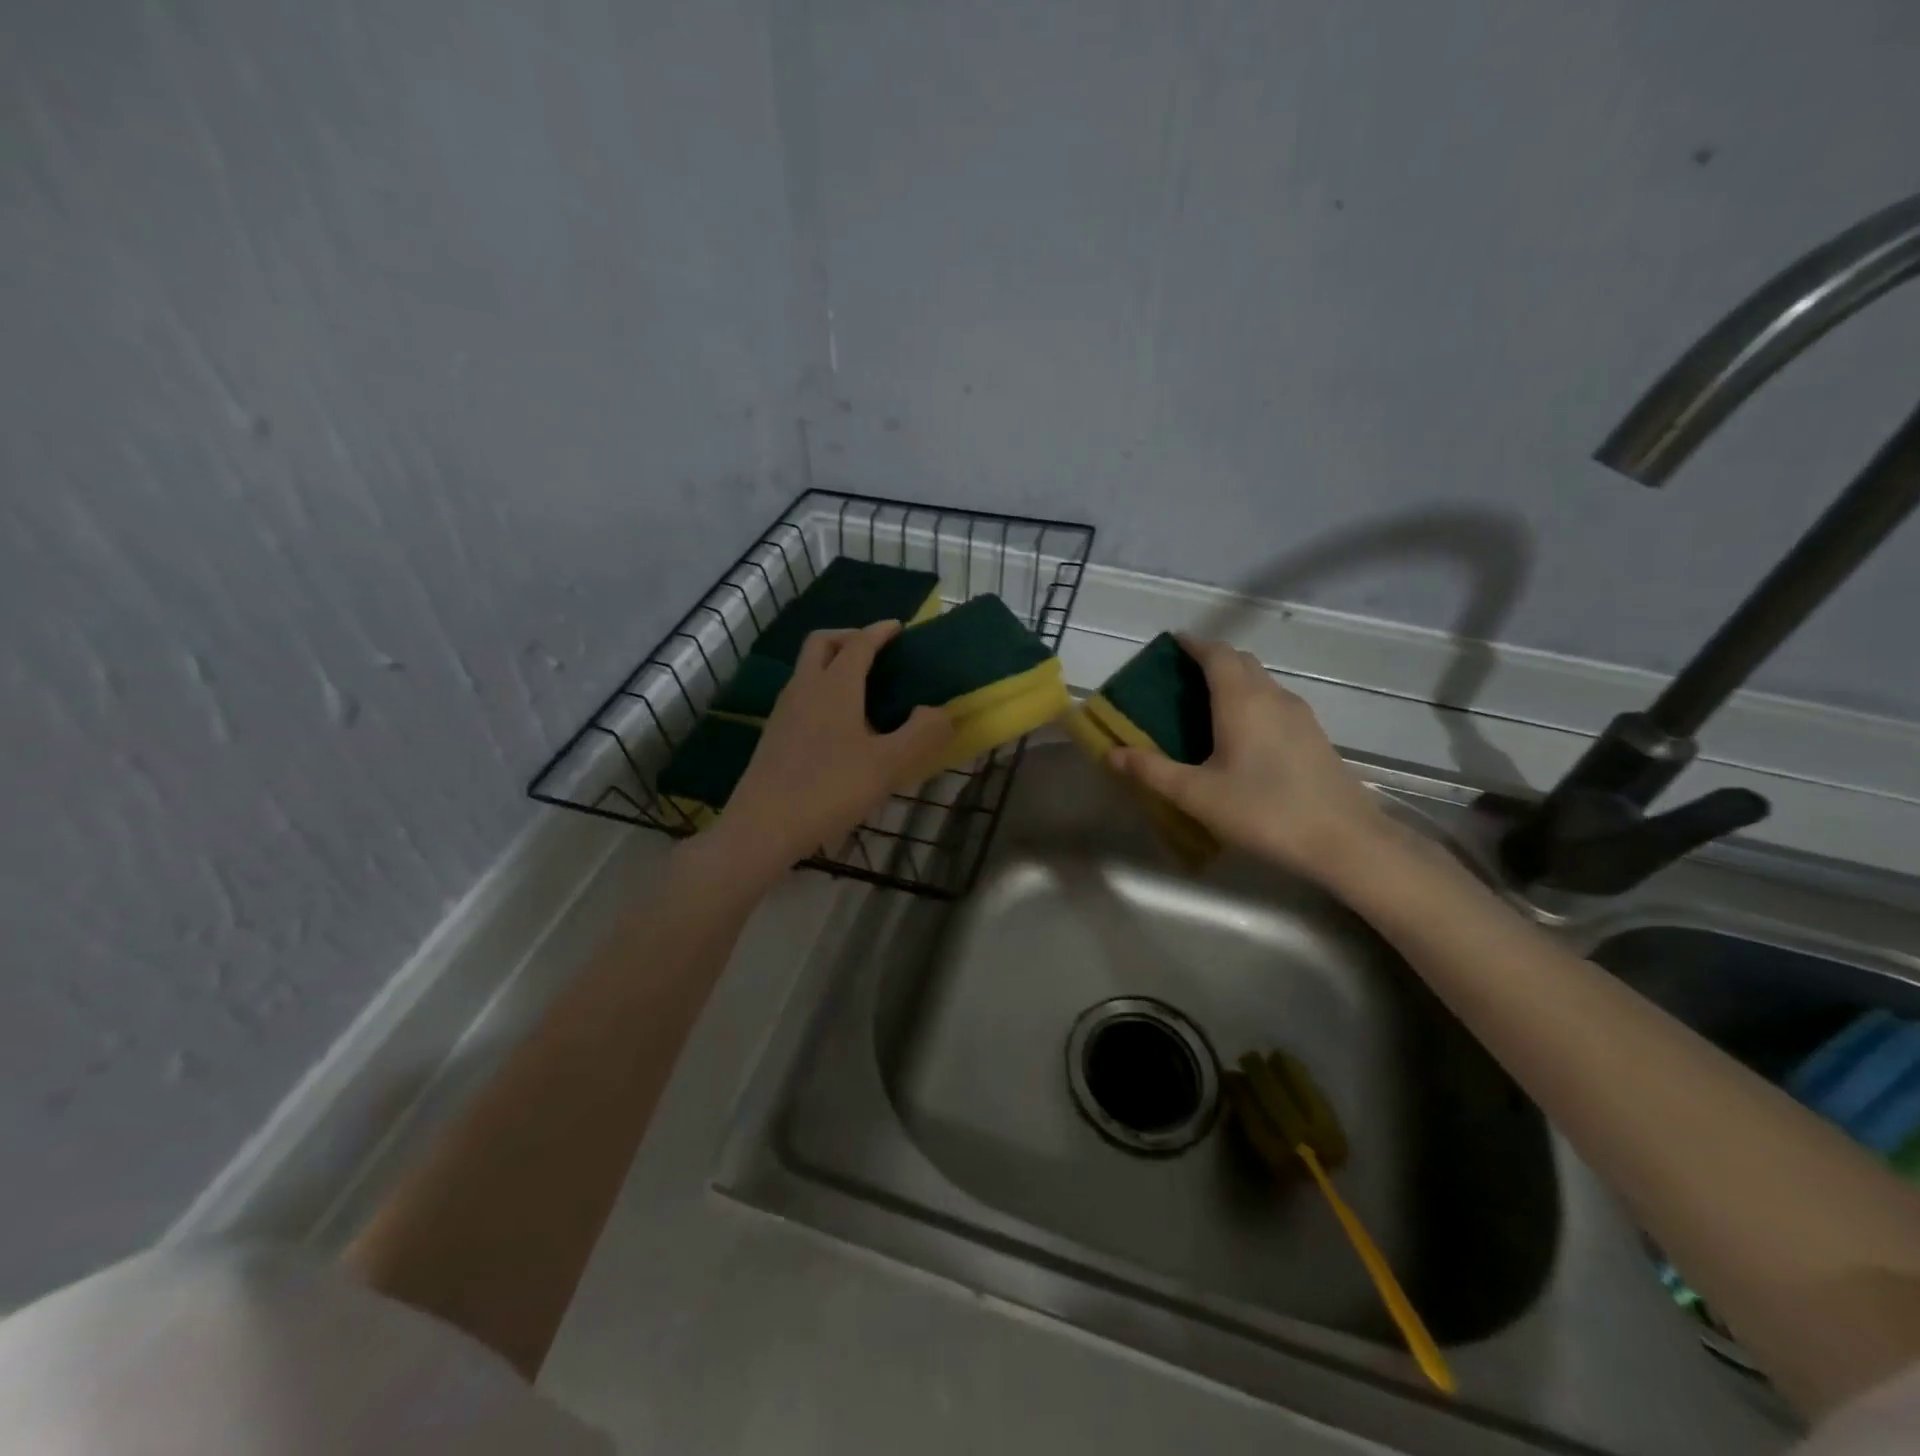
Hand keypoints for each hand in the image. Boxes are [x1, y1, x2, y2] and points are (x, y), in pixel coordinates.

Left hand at [705, 621, 951, 883]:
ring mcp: (784, 711)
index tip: (899, 627)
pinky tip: (840, 725)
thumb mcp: (888, 765)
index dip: (880, 632)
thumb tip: (938, 713)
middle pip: (822, 643)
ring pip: (807, 669)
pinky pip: (802, 696)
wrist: (764, 826)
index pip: (859, 643)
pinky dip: (822, 691)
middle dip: (850, 637)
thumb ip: (921, 734)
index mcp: (834, 686)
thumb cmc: (830, 789)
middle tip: (876, 651)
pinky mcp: (774, 735)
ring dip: (833, 664)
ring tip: (863, 689)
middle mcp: (805, 688)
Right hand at [1108, 636, 1390, 882]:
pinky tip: (1240, 739)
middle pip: (1240, 662)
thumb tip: (1112, 753)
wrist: (1345, 841)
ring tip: (1204, 709)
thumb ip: (1152, 771)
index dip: (1192, 645)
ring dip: (1233, 683)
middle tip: (1179, 680)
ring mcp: (1300, 715)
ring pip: (1261, 683)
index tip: (1169, 646)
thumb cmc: (1263, 811)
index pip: (1216, 653)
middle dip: (1210, 661)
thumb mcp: (1197, 795)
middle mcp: (1273, 696)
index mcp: (1242, 700)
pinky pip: (1274, 704)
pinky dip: (1251, 704)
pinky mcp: (1314, 736)